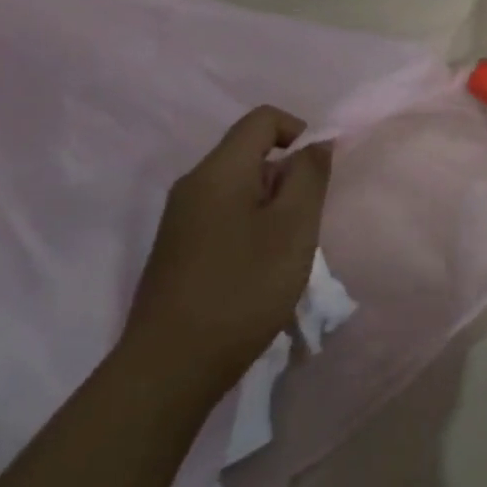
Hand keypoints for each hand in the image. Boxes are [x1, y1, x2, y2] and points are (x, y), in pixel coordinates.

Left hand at [123, 106, 332, 393]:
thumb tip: (317, 143)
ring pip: (239, 189)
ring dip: (271, 208)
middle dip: (287, 179)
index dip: (299, 132)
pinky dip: (250, 229)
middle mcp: (193, 184)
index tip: (317, 176)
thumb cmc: (242, 289)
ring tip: (282, 255)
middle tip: (302, 226)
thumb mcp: (293, 229)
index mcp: (219, 171)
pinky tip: (256, 273)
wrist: (169, 368)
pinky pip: (223, 217)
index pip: (263, 119)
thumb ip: (309, 177)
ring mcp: (180, 219)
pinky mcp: (177, 250)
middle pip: (250, 154)